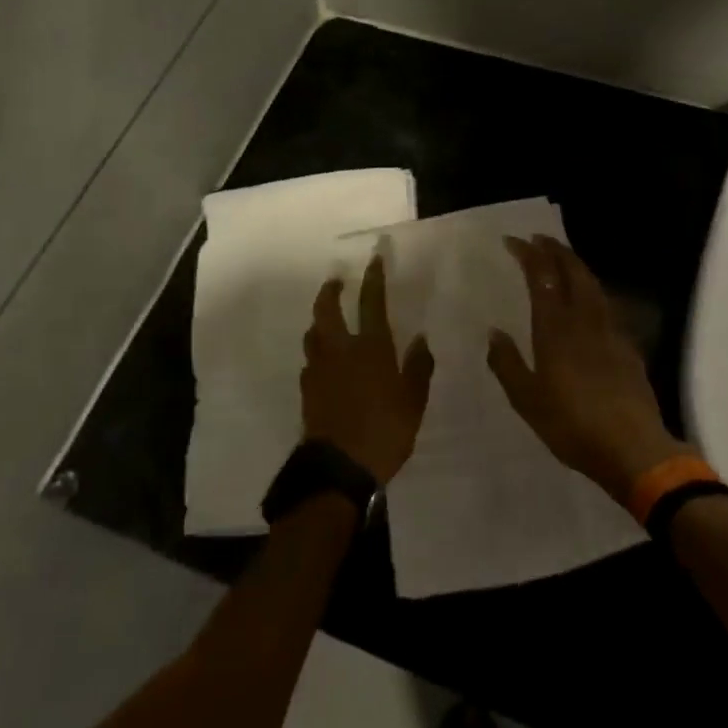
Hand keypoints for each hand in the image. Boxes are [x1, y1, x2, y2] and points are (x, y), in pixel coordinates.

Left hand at [300, 255, 433, 484]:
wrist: (339, 468)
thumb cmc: (384, 432)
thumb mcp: (413, 403)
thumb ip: (418, 368)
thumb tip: (420, 339)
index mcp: (371, 348)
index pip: (372, 303)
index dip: (373, 279)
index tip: (373, 259)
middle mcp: (341, 350)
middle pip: (328, 310)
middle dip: (330, 291)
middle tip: (335, 281)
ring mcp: (319, 369)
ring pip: (313, 333)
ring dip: (319, 319)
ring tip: (326, 318)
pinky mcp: (307, 389)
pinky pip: (310, 361)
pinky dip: (316, 352)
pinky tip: (323, 361)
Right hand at [487, 236, 688, 502]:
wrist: (634, 449)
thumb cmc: (573, 426)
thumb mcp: (527, 401)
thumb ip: (508, 364)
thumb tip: (494, 333)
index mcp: (556, 330)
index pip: (542, 278)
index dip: (529, 254)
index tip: (513, 240)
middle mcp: (585, 321)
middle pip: (573, 272)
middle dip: (555, 250)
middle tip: (539, 239)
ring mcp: (611, 331)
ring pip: (594, 285)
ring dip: (576, 265)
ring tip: (562, 259)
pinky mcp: (628, 346)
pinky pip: (607, 305)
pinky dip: (592, 290)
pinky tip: (589, 300)